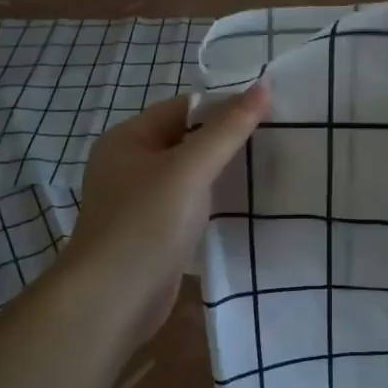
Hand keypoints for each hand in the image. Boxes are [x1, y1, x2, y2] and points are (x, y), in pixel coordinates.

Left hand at [62, 84, 269, 338]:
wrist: (112, 301)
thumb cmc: (147, 223)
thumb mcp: (190, 169)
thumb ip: (227, 129)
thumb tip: (263, 86)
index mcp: (128, 138)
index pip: (183, 108)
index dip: (223, 107)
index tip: (268, 112)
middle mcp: (129, 165)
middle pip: (186, 140)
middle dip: (226, 140)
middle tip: (275, 140)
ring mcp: (139, 202)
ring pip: (188, 176)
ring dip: (221, 173)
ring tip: (268, 169)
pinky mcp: (152, 233)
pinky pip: (187, 205)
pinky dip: (212, 203)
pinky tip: (244, 206)